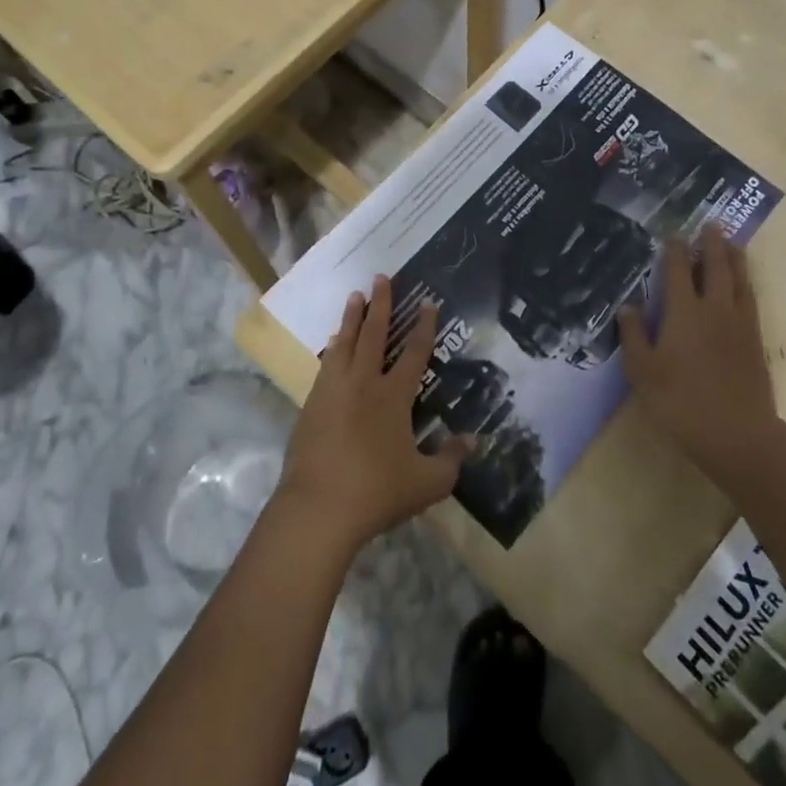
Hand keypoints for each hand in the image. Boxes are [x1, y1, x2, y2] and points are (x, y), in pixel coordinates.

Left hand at [278, 276, 472, 554]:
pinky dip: (333, 348)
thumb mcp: (427, 482)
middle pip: (374, 334)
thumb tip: (474, 440)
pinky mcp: (311, 404)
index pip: (415, 353)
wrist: (318, 507)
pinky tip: (333, 344)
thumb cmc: (377, 491)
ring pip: (345, 343)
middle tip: (381, 277)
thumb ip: (452, 459)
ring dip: (352, 317)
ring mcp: (333, 390)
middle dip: (381, 304)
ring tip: (355, 296)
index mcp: (394, 396)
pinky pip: (326, 364)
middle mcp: (363, 382)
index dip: (424, 326)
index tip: (427, 302)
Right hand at [618, 227, 780, 480]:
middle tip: (711, 224)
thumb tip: (628, 305)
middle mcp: (715, 310)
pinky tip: (744, 285)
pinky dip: (746, 283)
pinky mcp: (756, 342)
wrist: (738, 435)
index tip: (674, 234)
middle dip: (712, 244)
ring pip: (740, 281)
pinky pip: (751, 300)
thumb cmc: (681, 402)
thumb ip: (635, 335)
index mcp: (685, 313)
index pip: (680, 271)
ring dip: (735, 258)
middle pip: (716, 267)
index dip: (676, 250)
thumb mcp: (643, 372)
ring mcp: (740, 325)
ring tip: (732, 242)